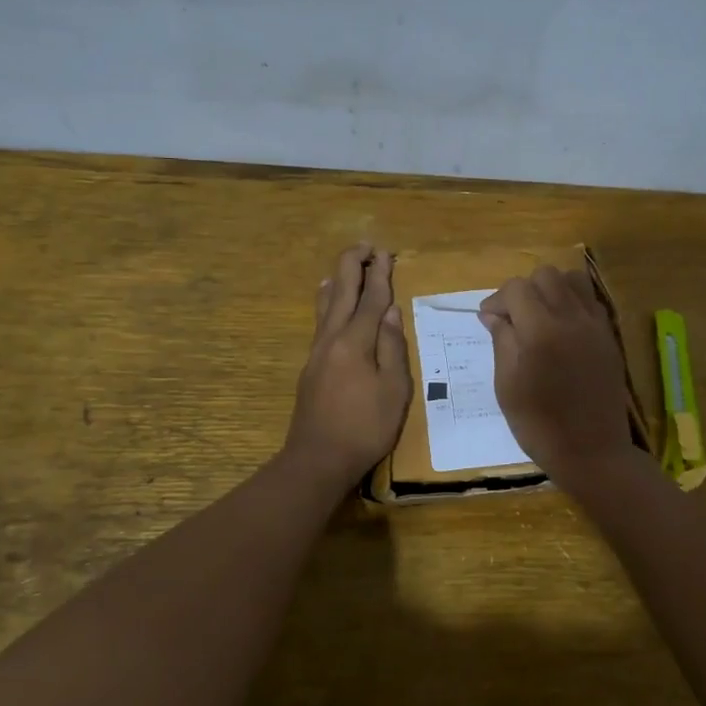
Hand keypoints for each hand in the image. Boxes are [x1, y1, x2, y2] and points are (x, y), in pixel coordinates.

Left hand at [282, 245, 411, 488]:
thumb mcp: (394, 389)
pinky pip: (320, 320)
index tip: (386, 252)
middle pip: (341, 291)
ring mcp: (317, 351)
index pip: (370, 298)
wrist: (318, 458)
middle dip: (354, 265)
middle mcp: (332, 337)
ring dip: (338, 279)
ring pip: (326, 304)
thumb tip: (390, 310)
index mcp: (355, 341)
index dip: (380, 274)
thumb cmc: (365, 427)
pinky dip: (327, 301)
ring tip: (345, 265)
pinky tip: (327, 301)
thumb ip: (392, 346)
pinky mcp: (311, 365)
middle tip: (367, 246)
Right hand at [480, 266, 632, 486]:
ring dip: (551, 289)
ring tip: (539, 316)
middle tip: (513, 318)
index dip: (497, 300)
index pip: (516, 288)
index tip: (488, 321)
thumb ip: (501, 341)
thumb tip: (493, 314)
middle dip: (524, 290)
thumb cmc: (539, 425)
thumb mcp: (507, 385)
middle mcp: (571, 318)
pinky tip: (562, 328)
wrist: (592, 451)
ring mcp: (595, 325)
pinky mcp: (609, 336)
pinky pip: (590, 300)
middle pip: (545, 275)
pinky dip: (572, 302)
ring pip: (572, 279)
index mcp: (541, 330)